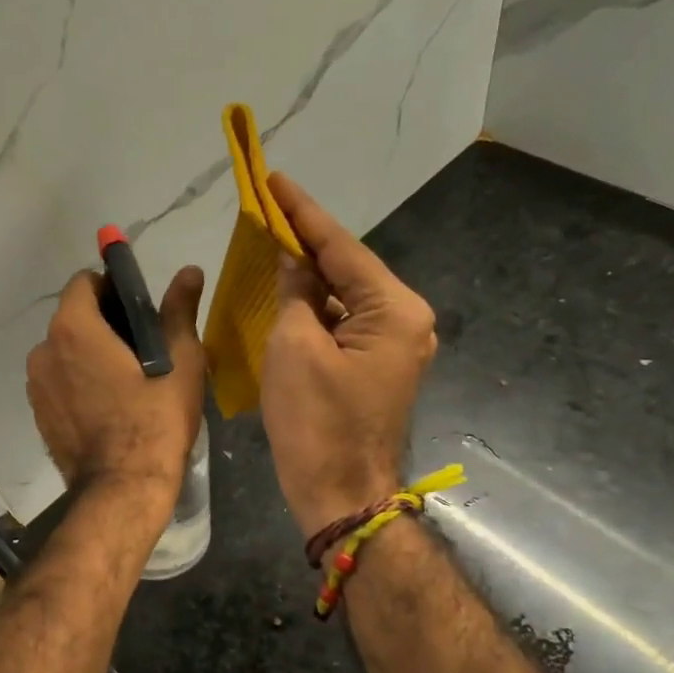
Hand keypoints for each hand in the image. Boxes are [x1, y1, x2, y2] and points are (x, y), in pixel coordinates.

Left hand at [27, 266, 206, 509]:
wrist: (123, 488)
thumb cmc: (155, 420)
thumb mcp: (180, 362)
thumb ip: (178, 311)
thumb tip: (189, 271)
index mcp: (73, 328)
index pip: (84, 283)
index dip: (111, 287)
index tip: (137, 309)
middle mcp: (44, 350)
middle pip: (72, 317)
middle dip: (102, 322)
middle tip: (140, 347)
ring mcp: (36, 385)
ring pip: (64, 351)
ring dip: (88, 354)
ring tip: (124, 380)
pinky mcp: (38, 413)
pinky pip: (58, 381)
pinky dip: (77, 382)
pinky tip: (106, 404)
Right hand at [261, 173, 437, 537]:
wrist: (340, 494)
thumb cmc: (316, 422)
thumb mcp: (294, 348)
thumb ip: (296, 294)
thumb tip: (294, 261)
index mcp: (395, 310)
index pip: (341, 247)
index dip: (302, 212)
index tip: (274, 178)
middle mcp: (405, 320)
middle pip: (347, 268)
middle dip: (305, 240)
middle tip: (267, 208)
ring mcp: (394, 345)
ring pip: (344, 296)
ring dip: (308, 275)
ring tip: (271, 241)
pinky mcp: (376, 365)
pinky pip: (342, 322)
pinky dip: (314, 307)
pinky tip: (286, 291)